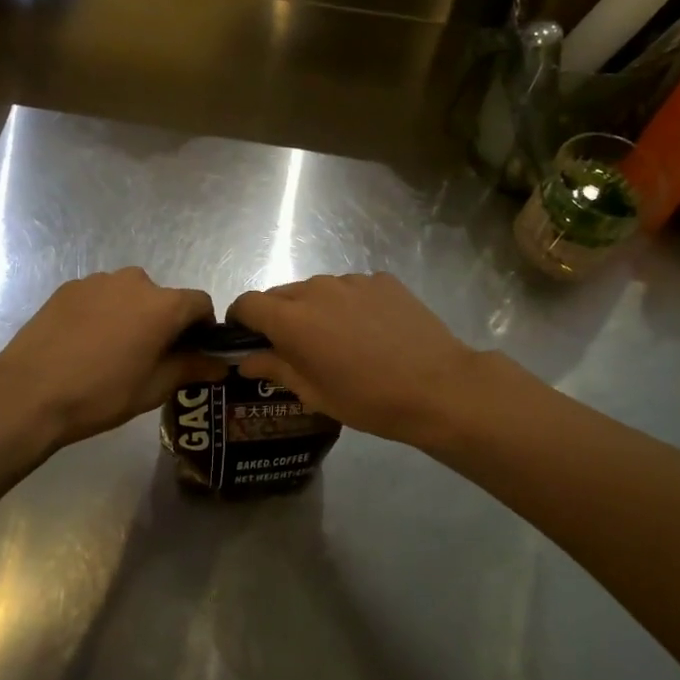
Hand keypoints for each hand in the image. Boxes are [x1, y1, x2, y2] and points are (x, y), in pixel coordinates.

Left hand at [0, 269, 226, 451]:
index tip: (192, 353)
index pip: (200, 303)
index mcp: (163, 305)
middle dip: (164, 323)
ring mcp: (98, 281)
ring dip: (132, 316)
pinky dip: (103, 314)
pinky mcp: (68, 287)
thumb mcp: (154, 388)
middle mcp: (135, 281)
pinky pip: (100, 297)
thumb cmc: (101, 394)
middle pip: (163, 298)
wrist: (28, 393)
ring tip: (112, 351)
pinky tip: (85, 344)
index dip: (203, 328)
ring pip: (130, 296)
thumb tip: (221, 364)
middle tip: (149, 357)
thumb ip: (192, 368)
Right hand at [228, 273, 480, 448]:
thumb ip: (275, 369)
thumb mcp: (315, 394)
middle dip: (278, 317)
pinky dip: (349, 304)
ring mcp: (353, 281)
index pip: (247, 303)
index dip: (241, 320)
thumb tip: (246, 360)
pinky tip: (371, 331)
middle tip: (295, 348)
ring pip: (317, 289)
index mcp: (292, 319)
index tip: (247, 339)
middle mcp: (317, 289)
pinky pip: (352, 288)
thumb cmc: (369, 400)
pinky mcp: (383, 280)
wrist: (438, 387)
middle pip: (281, 294)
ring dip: (315, 309)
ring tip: (339, 340)